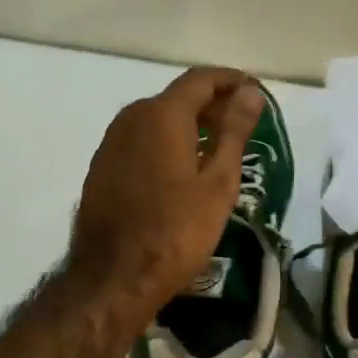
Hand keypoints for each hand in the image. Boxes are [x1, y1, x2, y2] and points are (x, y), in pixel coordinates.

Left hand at [70, 66, 262, 315]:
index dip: (231, 80)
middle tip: (243, 125)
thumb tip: (249, 93)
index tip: (255, 92)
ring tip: (218, 149)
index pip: (201, 79)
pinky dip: (166, 144)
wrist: (114, 278)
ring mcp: (111, 144)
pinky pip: (141, 142)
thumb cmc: (176, 231)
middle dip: (212, 105)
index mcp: (162, 115)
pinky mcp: (102, 169)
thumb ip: (234, 131)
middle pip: (177, 98)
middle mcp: (131, 118)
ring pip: (157, 120)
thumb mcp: (218, 182)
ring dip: (189, 126)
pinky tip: (183, 170)